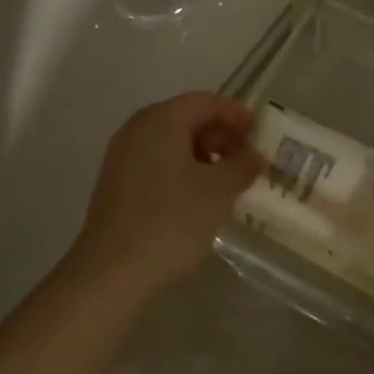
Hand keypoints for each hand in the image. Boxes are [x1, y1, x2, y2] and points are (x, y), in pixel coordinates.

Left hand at [68, 92, 263, 297]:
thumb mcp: (218, 192)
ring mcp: (122, 158)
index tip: (260, 135)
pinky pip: (157, 164)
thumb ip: (241, 166)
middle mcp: (137, 130)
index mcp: (160, 120)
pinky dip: (183, 171)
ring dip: (203, 155)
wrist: (112, 271)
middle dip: (220, 135)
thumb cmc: (171, 221)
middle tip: (247, 160)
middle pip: (186, 118)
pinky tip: (199, 199)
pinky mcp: (117, 185)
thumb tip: (254, 156)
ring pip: (171, 143)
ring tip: (228, 182)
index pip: (205, 101)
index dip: (236, 114)